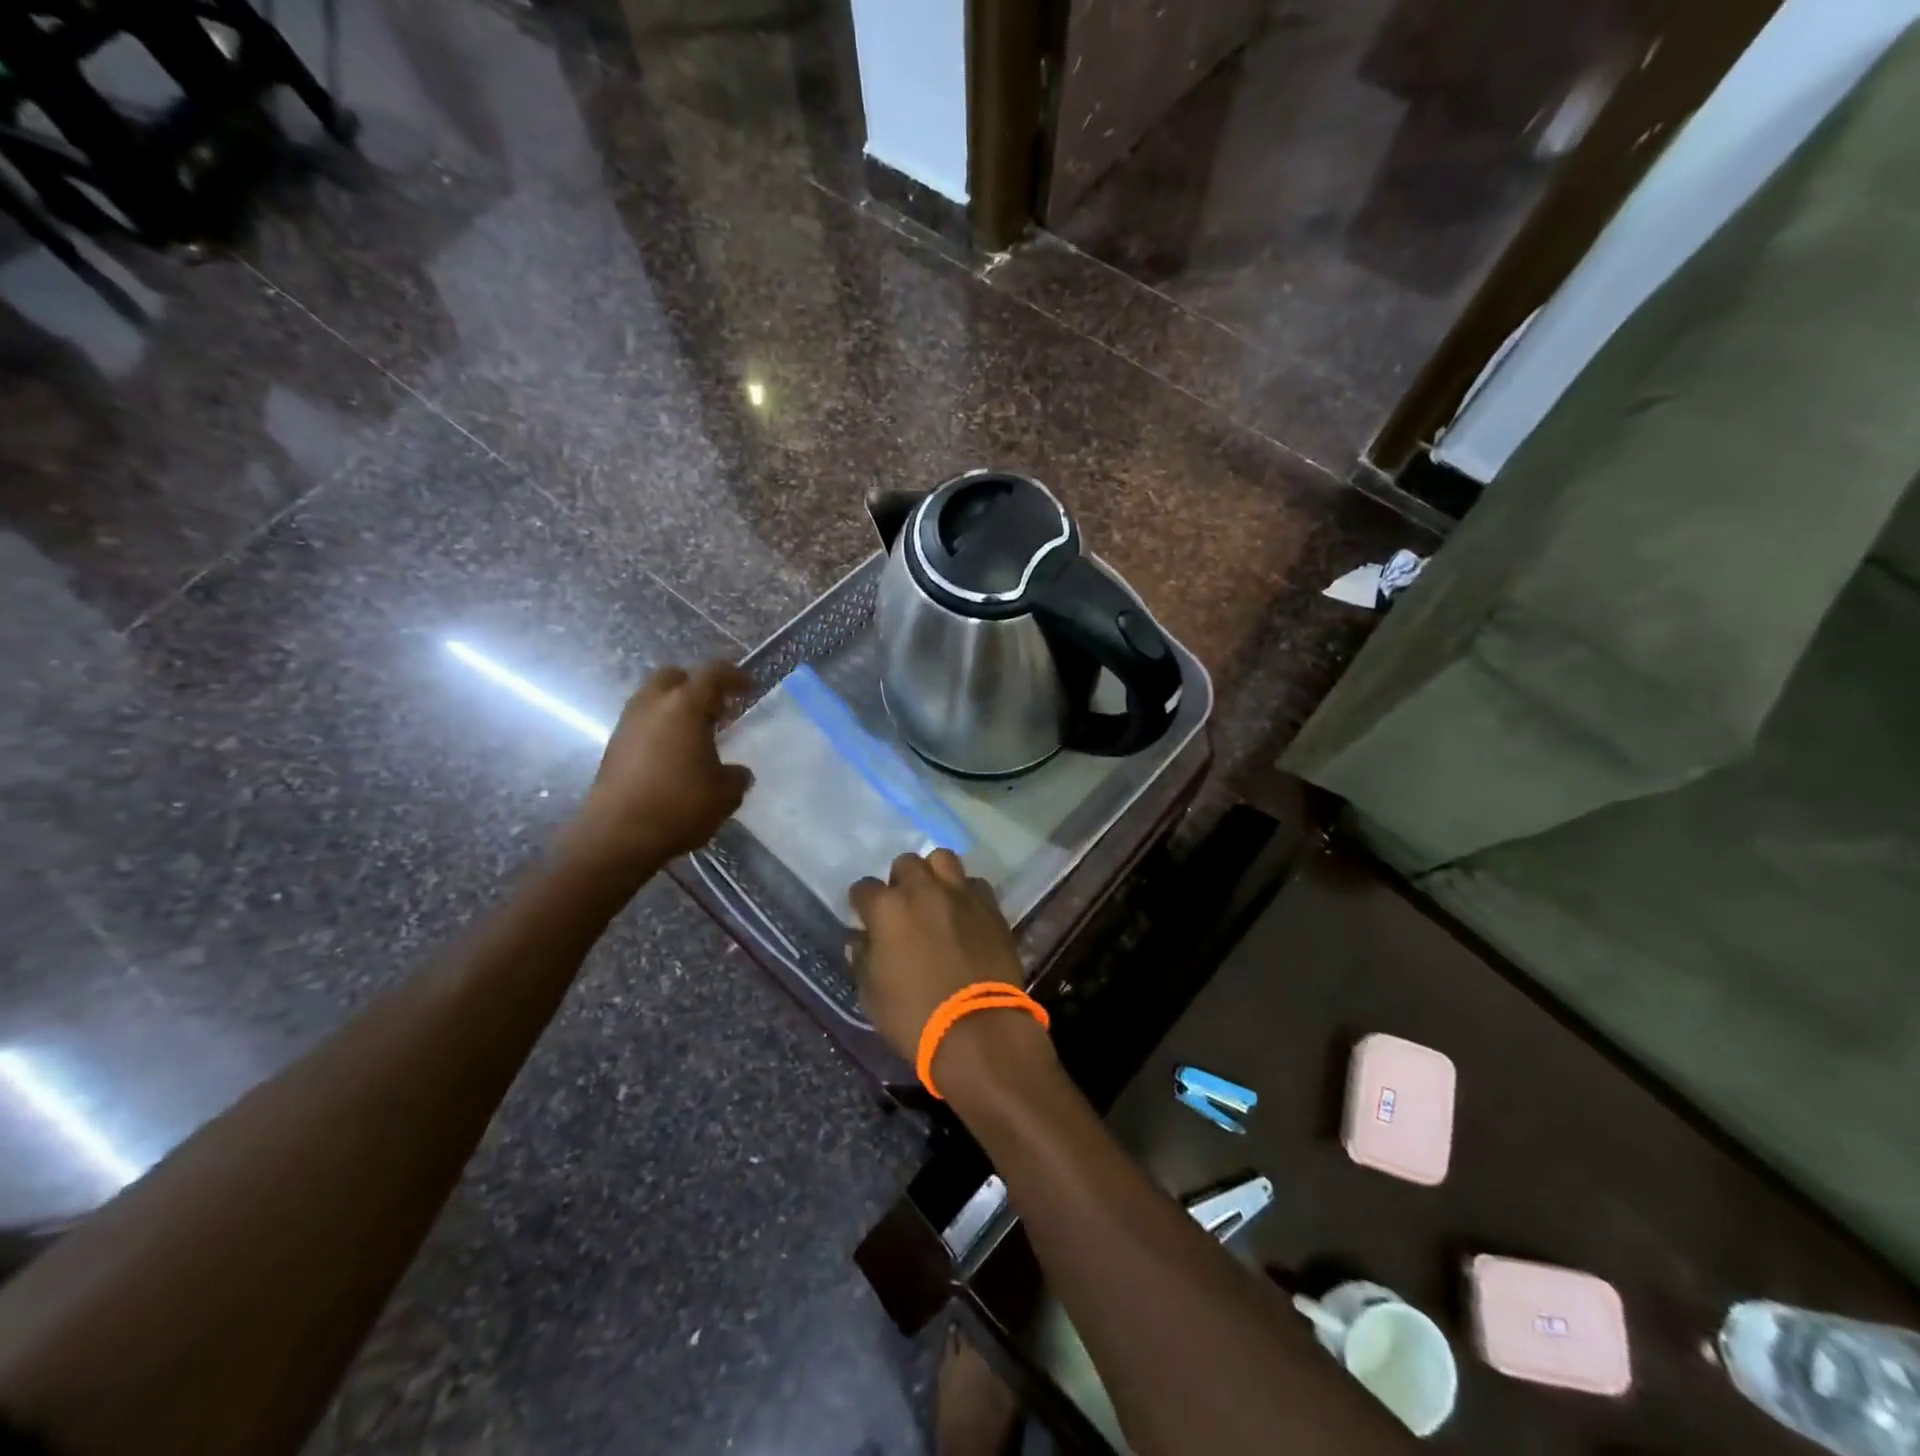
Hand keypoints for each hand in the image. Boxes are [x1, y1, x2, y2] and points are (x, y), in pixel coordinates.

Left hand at [562, 661, 752, 876]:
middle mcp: (652, 705)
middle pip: (674, 676)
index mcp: (684, 706)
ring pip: (653, 698)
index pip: (712, 673)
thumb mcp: (725, 793)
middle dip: (696, 685)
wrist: (618, 836)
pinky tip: (673, 756)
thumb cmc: (680, 805)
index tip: (748, 687)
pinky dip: (659, 728)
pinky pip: (641, 724)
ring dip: (675, 708)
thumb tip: (736, 772)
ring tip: (695, 734)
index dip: (733, 676)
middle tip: (716, 708)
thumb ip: (736, 776)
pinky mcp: (613, 747)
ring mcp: (627, 725)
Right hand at [848, 851, 1040, 1073]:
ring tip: (936, 899)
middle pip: (906, 863)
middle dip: (900, 881)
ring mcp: (960, 894)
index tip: (866, 919)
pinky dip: (966, 894)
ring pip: (943, 860)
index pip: (864, 888)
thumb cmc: (915, 1016)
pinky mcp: (990, 906)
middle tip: (904, 907)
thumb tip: (861, 940)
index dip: (863, 904)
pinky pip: (974, 884)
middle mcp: (923, 890)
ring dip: (935, 875)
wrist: (978, 1028)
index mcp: (888, 908)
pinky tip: (965, 914)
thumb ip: (863, 959)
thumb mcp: (872, 995)